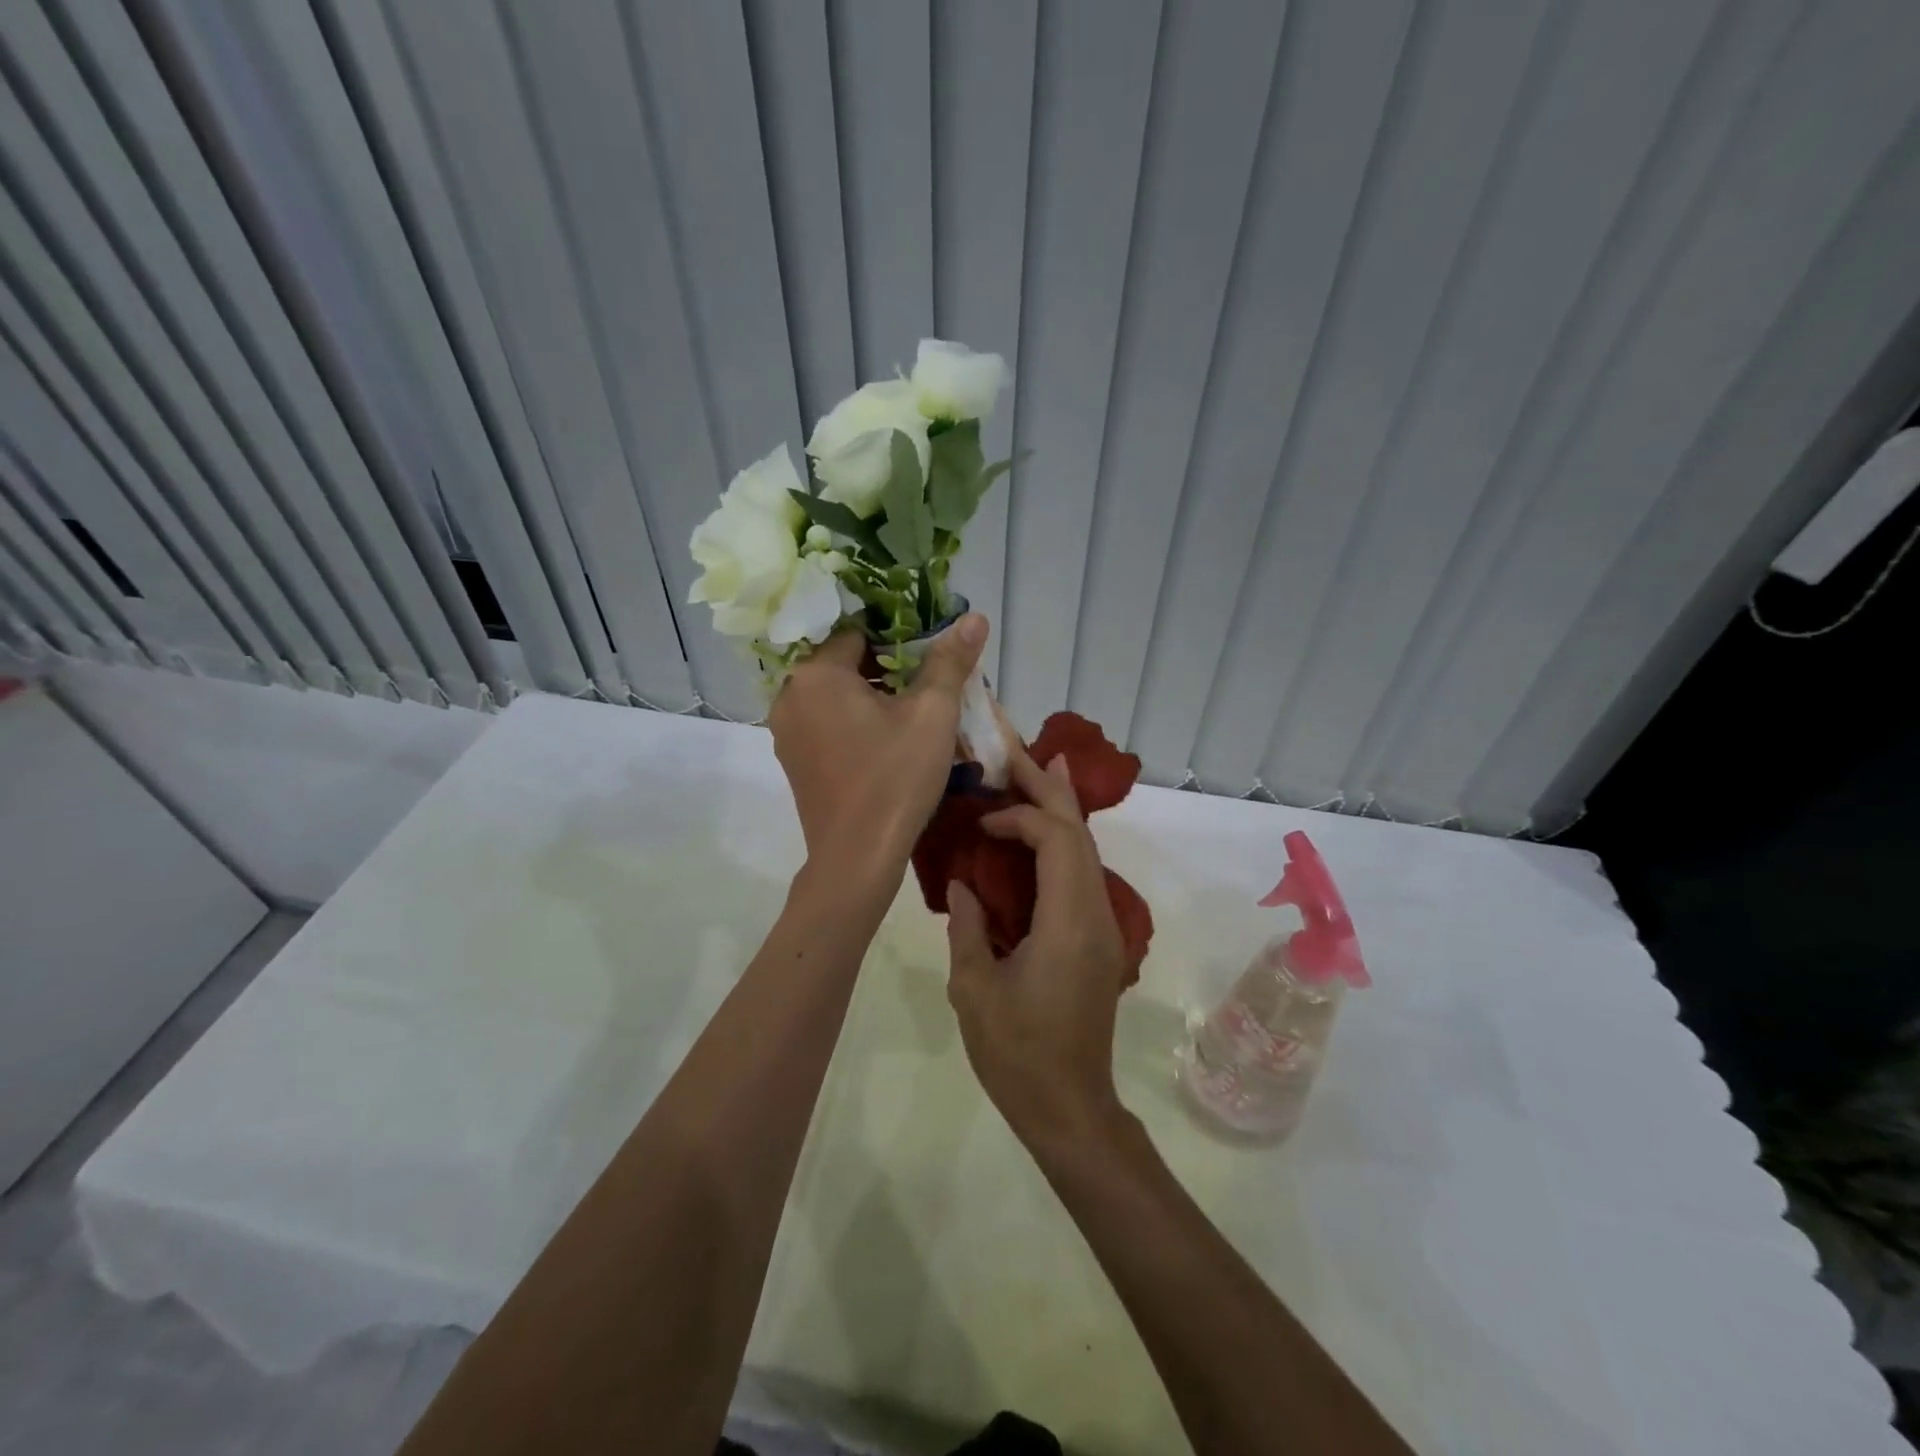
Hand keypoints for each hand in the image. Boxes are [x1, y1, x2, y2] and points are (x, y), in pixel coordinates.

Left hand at [769, 614, 988, 883]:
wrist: (858, 857)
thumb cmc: (896, 777)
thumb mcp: (932, 714)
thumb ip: (950, 661)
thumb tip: (975, 617)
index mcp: (816, 674)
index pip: (857, 633)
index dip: (896, 641)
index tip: (927, 660)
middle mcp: (790, 696)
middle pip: (843, 665)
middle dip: (885, 672)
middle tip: (925, 690)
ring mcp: (786, 733)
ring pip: (834, 697)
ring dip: (868, 700)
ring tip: (911, 718)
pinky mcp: (793, 763)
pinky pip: (825, 726)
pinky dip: (851, 725)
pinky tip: (884, 747)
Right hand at [945, 742, 1132, 1149]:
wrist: (1070, 1107)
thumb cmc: (1017, 1053)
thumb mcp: (975, 989)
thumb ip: (968, 927)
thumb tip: (963, 885)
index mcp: (1068, 922)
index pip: (1057, 842)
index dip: (1022, 817)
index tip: (983, 821)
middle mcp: (1096, 914)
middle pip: (1081, 834)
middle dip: (1050, 789)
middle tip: (1017, 754)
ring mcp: (1103, 927)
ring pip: (1087, 851)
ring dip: (1059, 812)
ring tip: (1033, 775)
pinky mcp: (1098, 940)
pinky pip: (1083, 874)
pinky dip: (1062, 843)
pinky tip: (1042, 836)